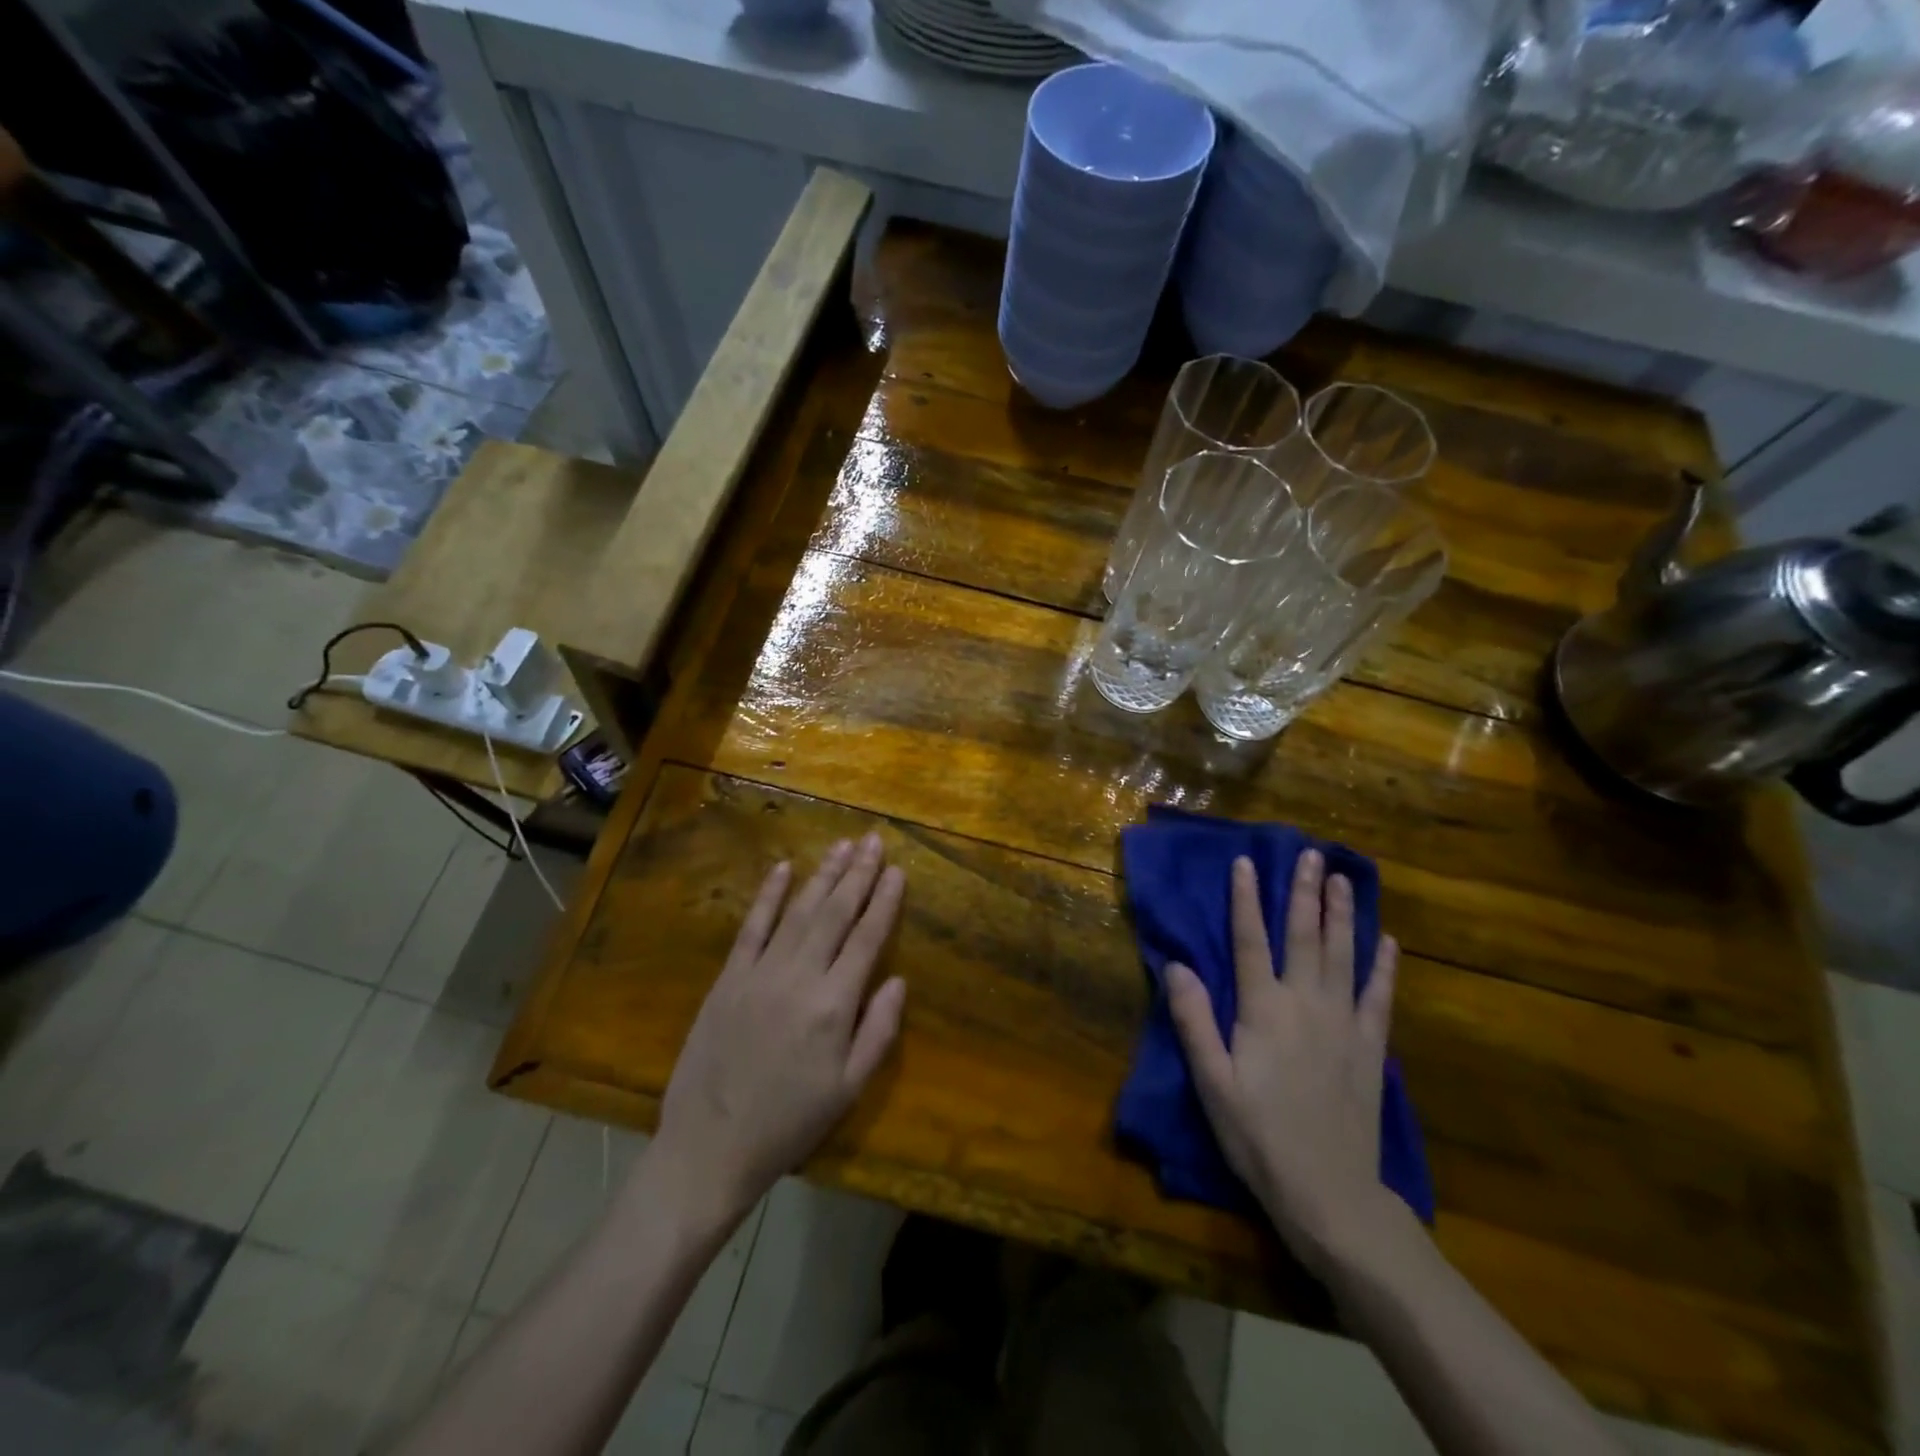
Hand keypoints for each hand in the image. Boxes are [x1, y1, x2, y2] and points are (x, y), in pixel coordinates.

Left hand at [652, 833, 907, 1228]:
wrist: (710, 1146)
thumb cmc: (789, 1123)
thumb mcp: (849, 1089)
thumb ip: (879, 1031)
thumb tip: (898, 980)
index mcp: (834, 1005)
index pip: (867, 939)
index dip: (884, 901)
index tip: (897, 870)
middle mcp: (799, 977)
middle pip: (835, 914)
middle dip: (858, 874)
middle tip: (874, 839)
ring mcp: (760, 973)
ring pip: (798, 911)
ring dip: (823, 875)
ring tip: (842, 845)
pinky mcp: (728, 978)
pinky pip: (752, 927)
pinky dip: (768, 895)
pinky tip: (783, 869)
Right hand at [1166, 851, 1400, 1274]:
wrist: (1330, 1193)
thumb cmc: (1259, 1135)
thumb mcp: (1212, 1082)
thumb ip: (1193, 1020)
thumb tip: (1176, 965)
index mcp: (1263, 1010)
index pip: (1250, 941)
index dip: (1245, 899)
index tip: (1246, 861)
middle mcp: (1306, 1004)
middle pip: (1303, 936)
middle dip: (1304, 892)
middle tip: (1310, 854)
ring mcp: (1344, 1024)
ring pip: (1343, 955)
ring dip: (1342, 914)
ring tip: (1343, 879)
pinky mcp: (1370, 1048)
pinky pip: (1379, 996)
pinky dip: (1383, 966)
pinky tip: (1387, 941)